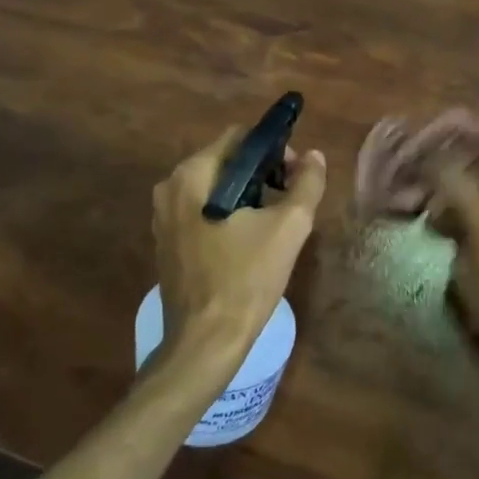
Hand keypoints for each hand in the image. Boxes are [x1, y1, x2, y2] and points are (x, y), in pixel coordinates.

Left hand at [152, 127, 326, 381]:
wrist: (206, 341)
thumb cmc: (246, 278)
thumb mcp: (288, 227)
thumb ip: (306, 183)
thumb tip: (313, 156)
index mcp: (193, 175)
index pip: (240, 137)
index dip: (275, 149)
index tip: (297, 176)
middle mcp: (170, 187)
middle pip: (227, 161)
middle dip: (264, 173)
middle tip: (291, 200)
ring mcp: (164, 216)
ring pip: (216, 187)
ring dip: (249, 195)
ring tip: (275, 222)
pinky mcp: (168, 241)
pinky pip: (204, 211)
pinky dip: (230, 214)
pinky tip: (250, 241)